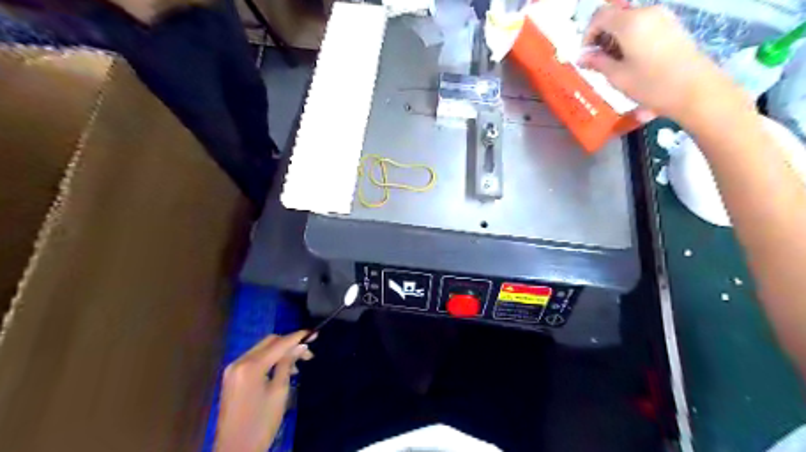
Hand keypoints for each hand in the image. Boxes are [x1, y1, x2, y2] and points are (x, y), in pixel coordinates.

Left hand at [214, 330, 313, 451]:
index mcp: (250, 366)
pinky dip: (269, 360)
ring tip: (297, 365)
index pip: (278, 344)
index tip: (314, 333)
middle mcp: (239, 362)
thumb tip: (301, 346)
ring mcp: (233, 369)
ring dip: (280, 352)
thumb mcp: (279, 392)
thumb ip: (288, 364)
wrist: (235, 451)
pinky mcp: (232, 377)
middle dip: (289, 344)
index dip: (297, 337)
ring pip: (262, 350)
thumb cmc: (261, 423)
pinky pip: (254, 360)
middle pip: (269, 342)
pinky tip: (281, 370)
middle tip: (307, 353)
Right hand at [584, 4, 728, 122]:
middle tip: (598, 61)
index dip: (588, 33)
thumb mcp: (617, 76)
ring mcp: (663, 18)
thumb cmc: (651, 84)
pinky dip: (631, 38)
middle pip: (616, 15)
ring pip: (630, 21)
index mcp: (631, 23)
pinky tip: (632, 60)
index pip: (600, 15)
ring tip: (614, 63)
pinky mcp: (672, 26)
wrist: (695, 90)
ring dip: (616, 38)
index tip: (586, 54)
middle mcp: (647, 13)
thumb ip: (598, 62)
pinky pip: (644, 26)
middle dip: (602, 36)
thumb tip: (582, 57)